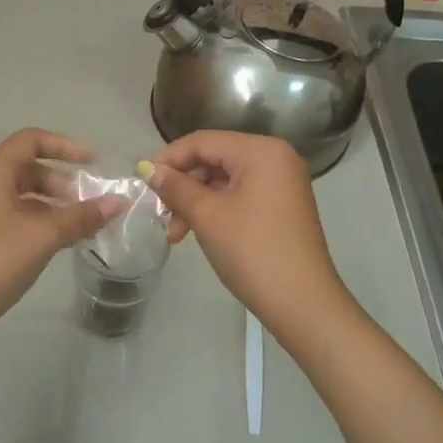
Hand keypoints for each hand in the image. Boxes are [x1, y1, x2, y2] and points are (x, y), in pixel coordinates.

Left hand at [0, 129, 122, 353]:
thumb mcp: (42, 236)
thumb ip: (81, 217)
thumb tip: (118, 202)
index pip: (31, 140)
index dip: (65, 146)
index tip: (94, 163)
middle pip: (26, 168)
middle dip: (61, 182)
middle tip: (86, 205)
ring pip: (19, 195)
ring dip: (50, 205)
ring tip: (77, 227)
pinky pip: (11, 216)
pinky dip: (36, 222)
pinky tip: (54, 244)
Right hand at [150, 130, 354, 339]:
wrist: (301, 301)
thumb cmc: (251, 250)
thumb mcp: (207, 216)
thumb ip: (176, 187)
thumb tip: (149, 170)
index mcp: (261, 151)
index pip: (203, 141)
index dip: (169, 158)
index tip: (142, 180)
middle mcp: (275, 158)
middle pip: (214, 158)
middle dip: (182, 184)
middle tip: (158, 211)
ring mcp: (281, 183)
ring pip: (224, 180)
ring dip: (195, 201)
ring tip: (175, 233)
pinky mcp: (281, 206)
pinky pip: (239, 195)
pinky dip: (215, 209)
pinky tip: (195, 232)